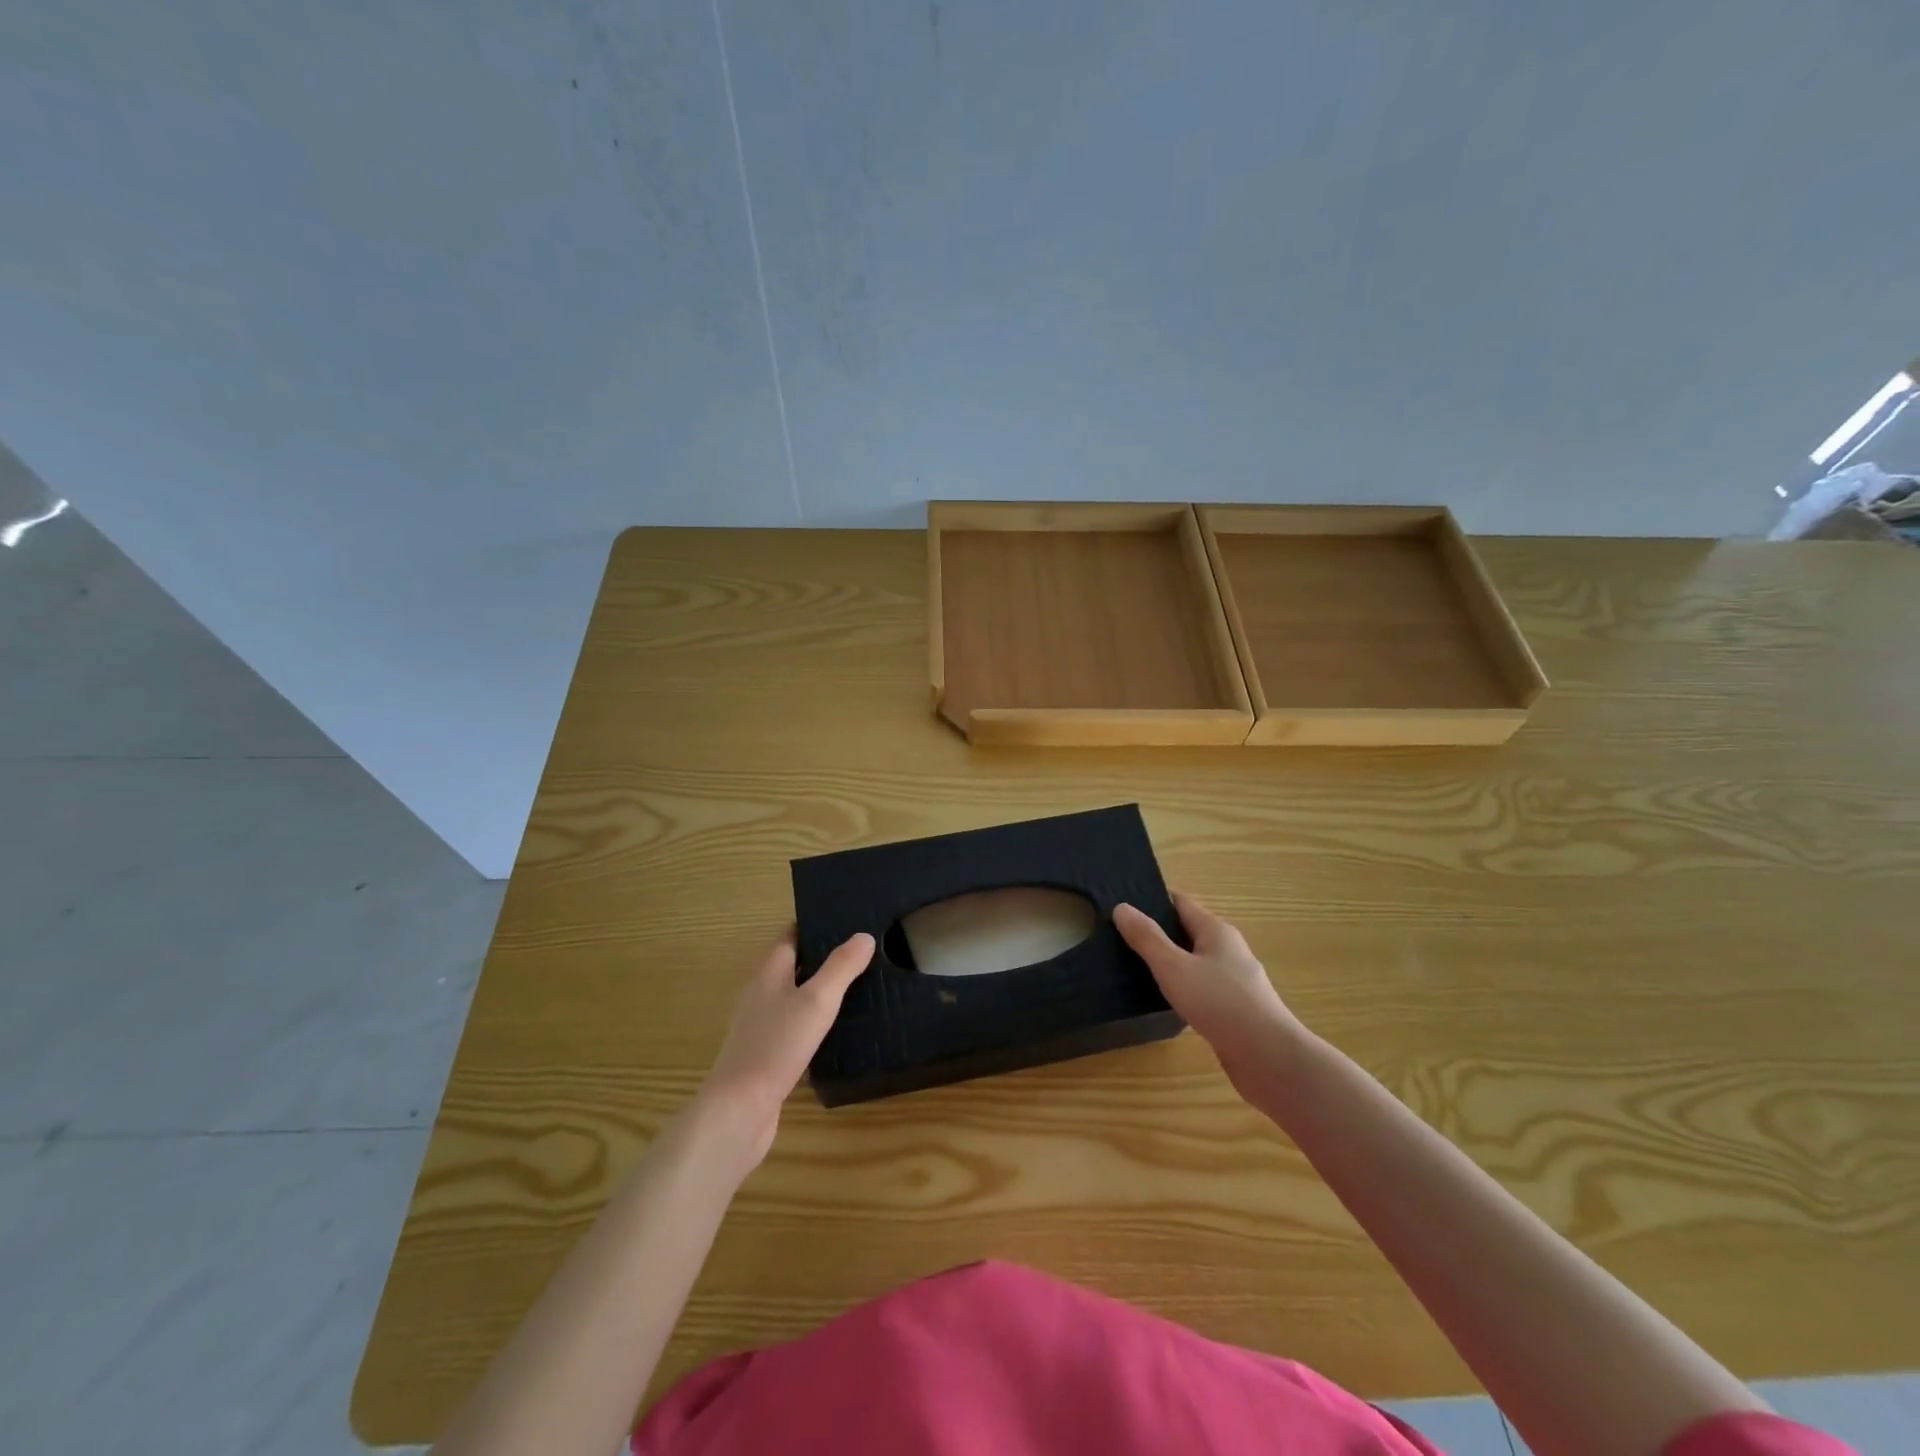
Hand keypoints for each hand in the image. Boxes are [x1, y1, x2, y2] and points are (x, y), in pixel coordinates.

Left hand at [698, 929, 874, 1165]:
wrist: (739, 1110)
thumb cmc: (777, 1046)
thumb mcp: (817, 1001)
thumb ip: (841, 967)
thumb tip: (864, 936)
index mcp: (768, 972)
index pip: (791, 936)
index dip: (815, 925)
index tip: (847, 920)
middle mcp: (761, 994)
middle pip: (793, 965)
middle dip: (823, 957)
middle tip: (863, 953)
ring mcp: (761, 1026)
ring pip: (794, 997)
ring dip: (820, 991)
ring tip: (858, 988)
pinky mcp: (766, 1055)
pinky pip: (794, 1027)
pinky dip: (814, 1022)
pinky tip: (837, 1031)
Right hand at [1114, 893, 1303, 1096]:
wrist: (1269, 1059)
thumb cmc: (1220, 1003)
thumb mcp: (1174, 967)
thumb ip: (1147, 938)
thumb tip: (1121, 907)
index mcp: (1216, 931)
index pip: (1180, 903)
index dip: (1151, 900)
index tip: (1121, 905)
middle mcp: (1228, 950)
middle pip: (1187, 931)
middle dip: (1157, 932)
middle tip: (1119, 938)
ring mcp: (1234, 981)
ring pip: (1194, 962)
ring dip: (1168, 963)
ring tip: (1133, 968)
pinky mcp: (1234, 1010)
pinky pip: (1200, 988)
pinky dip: (1180, 988)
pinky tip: (1162, 1000)